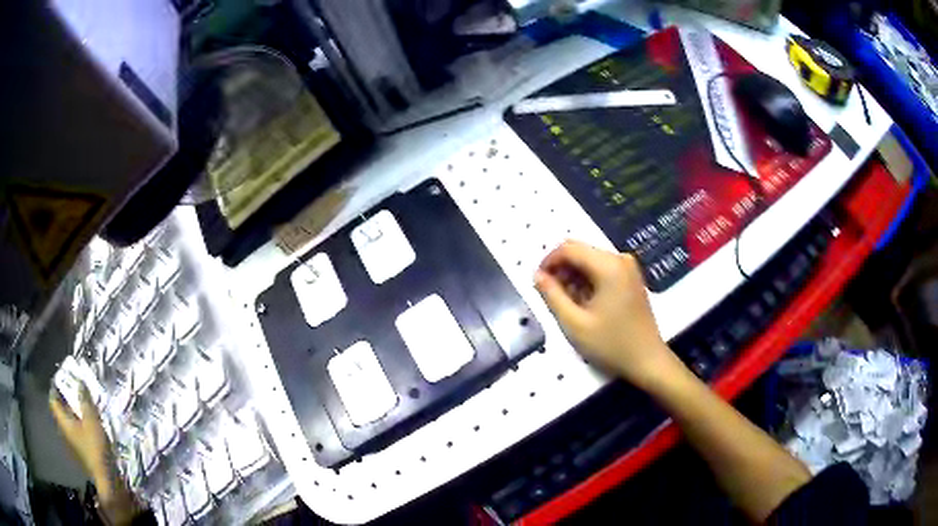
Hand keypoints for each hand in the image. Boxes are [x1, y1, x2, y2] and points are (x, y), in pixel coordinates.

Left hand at [50, 384, 139, 524]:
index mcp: (63, 422)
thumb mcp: (92, 420)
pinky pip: (75, 434)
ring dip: (73, 414)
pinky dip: (79, 426)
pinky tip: (88, 428)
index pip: (53, 400)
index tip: (62, 380)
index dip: (55, 388)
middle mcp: (63, 432)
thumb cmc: (95, 447)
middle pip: (60, 412)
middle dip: (66, 401)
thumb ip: (85, 400)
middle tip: (75, 392)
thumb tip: (79, 381)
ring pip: (68, 424)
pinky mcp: (80, 454)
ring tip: (83, 409)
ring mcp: (71, 445)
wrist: (106, 479)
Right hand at [534, 240, 681, 387]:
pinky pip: (602, 269)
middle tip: (551, 296)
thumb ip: (552, 295)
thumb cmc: (611, 344)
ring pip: (590, 260)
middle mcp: (620, 259)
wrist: (647, 360)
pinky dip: (588, 281)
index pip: (568, 249)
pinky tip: (584, 304)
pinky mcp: (631, 278)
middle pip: (580, 251)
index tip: (538, 284)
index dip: (548, 262)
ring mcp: (628, 267)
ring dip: (574, 276)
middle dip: (561, 270)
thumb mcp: (574, 323)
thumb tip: (537, 275)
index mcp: (608, 266)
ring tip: (568, 304)